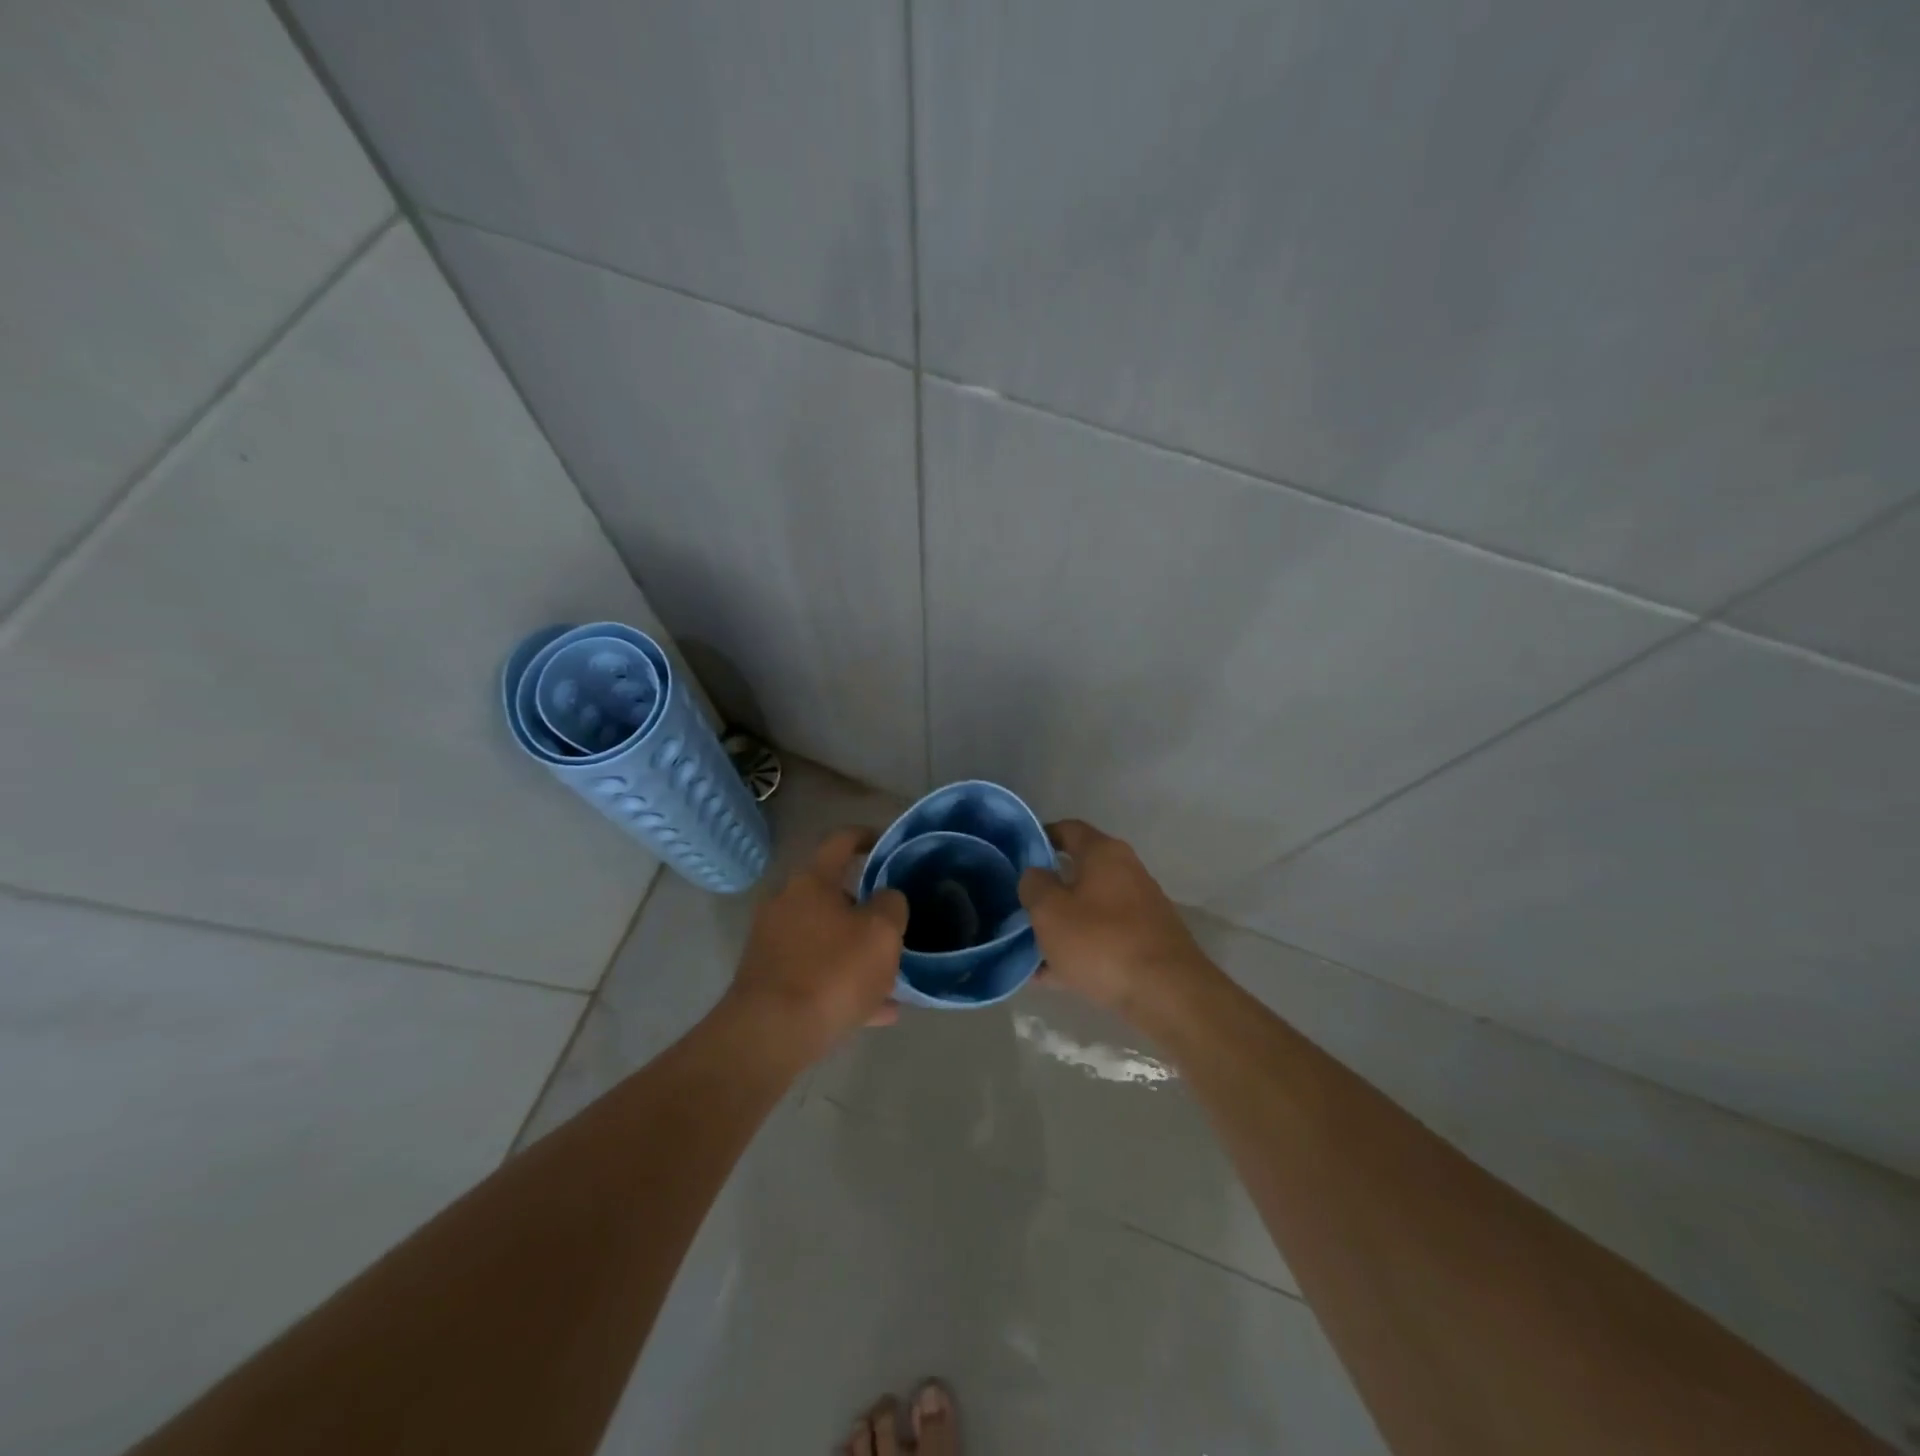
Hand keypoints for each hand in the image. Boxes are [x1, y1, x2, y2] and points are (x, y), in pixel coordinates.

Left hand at [724, 827, 908, 1057]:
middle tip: (896, 922)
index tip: (887, 844)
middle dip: (866, 907)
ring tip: (892, 974)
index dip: (867, 837)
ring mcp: (774, 943)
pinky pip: (816, 974)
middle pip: (833, 894)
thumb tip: (886, 899)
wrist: (769, 1035)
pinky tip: (879, 1012)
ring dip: (857, 951)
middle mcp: (786, 904)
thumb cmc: (832, 971)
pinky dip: (844, 984)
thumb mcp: (882, 932)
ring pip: (826, 938)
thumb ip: (892, 905)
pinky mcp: (769, 980)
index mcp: (812, 882)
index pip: (840, 842)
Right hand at [1017, 819, 1210, 1018]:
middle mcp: (1126, 872)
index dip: (1040, 838)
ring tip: (1028, 948)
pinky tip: (1051, 976)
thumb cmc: (1101, 941)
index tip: (1016, 856)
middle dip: (1048, 890)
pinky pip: (1102, 939)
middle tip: (1019, 906)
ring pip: (1088, 910)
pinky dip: (1079, 951)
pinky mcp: (1146, 943)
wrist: (1167, 994)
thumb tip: (1035, 875)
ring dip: (1061, 925)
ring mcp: (1140, 909)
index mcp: (1104, 853)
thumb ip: (1034, 885)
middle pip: (1078, 872)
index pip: (1067, 830)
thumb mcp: (1050, 911)